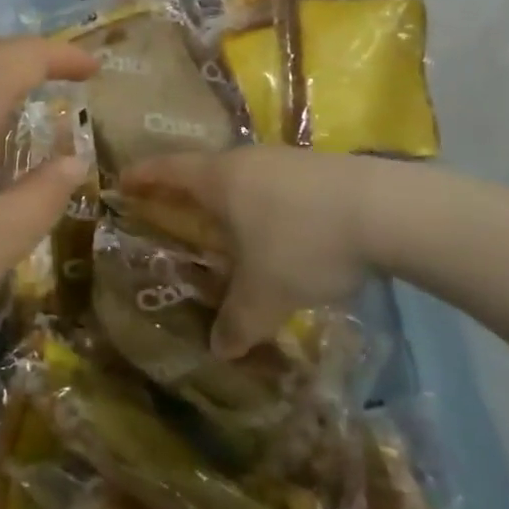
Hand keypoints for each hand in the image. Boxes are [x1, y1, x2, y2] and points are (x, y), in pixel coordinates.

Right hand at [120, 147, 382, 359]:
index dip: (143, 176)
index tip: (123, 181)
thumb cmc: (303, 243)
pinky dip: (267, 205)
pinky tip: (284, 231)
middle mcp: (248, 161)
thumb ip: (238, 322)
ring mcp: (287, 160)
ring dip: (232, 199)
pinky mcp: (322, 169)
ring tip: (231, 228)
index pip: (168, 170)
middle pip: (206, 171)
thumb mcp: (265, 294)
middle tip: (174, 211)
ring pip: (246, 177)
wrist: (386, 210)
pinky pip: (278, 185)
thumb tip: (219, 348)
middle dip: (187, 191)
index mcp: (219, 180)